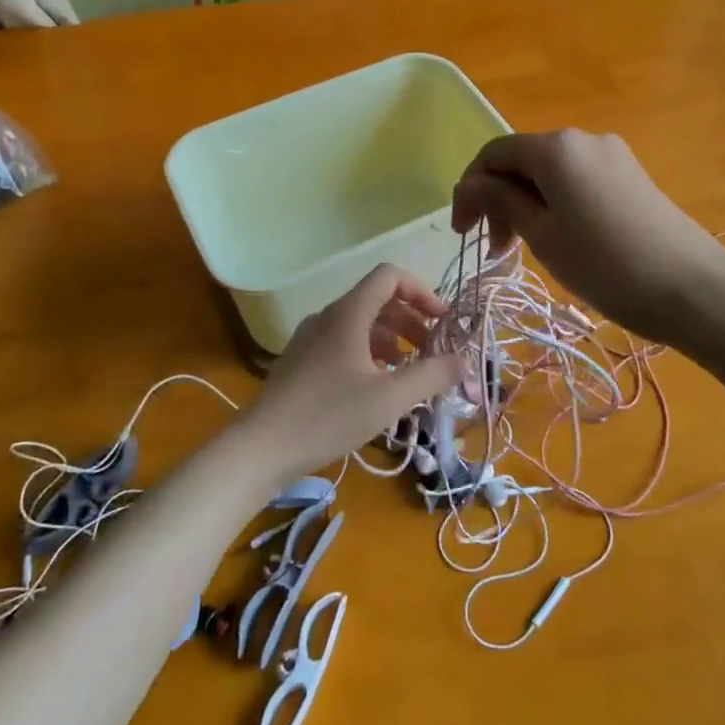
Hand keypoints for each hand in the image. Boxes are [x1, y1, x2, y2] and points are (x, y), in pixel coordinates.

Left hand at [234, 264, 461, 483]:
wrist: (261, 447)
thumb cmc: (328, 416)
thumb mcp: (389, 398)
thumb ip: (430, 375)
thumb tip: (463, 360)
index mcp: (349, 313)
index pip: (390, 276)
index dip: (422, 291)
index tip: (443, 322)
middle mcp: (329, 316)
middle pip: (379, 300)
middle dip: (413, 321)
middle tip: (434, 352)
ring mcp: (312, 338)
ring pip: (362, 324)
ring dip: (393, 340)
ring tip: (411, 373)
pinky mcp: (303, 361)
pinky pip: (345, 343)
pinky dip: (370, 354)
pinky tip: (378, 387)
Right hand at [450, 130, 724, 344]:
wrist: (693, 288)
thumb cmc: (604, 263)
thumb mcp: (541, 234)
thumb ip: (500, 201)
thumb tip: (471, 184)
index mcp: (556, 147)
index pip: (493, 153)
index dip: (469, 189)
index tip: (462, 233)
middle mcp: (583, 139)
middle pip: (522, 161)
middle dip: (498, 200)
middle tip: (496, 250)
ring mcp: (612, 156)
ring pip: (550, 174)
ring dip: (526, 205)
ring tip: (524, 249)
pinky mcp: (631, 176)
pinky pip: (577, 182)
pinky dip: (555, 205)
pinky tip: (560, 239)